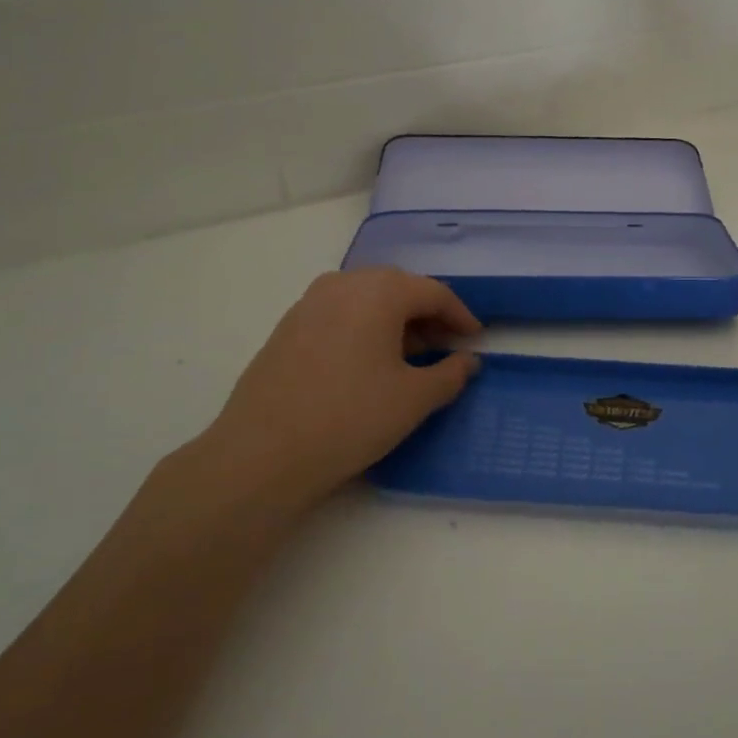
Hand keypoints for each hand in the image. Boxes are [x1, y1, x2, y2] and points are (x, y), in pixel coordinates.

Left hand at [174, 268, 482, 518]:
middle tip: (446, 346)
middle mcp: (342, 284)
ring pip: (365, 299)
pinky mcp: (287, 327)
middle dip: (427, 314)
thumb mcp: (414, 399)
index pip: (433, 292)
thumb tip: (468, 361)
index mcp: (379, 291)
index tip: (475, 339)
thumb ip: (450, 374)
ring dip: (394, 321)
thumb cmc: (351, 418)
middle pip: (398, 288)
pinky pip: (339, 314)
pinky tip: (367, 362)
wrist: (262, 453)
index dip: (460, 315)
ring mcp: (309, 303)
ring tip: (409, 355)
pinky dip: (363, 328)